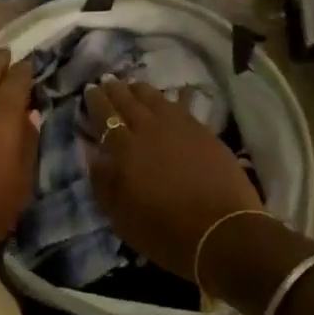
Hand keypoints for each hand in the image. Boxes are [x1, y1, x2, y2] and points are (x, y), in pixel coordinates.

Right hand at [83, 78, 262, 280]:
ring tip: (133, 86)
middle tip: (107, 81)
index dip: (96, 101)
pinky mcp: (203, 131)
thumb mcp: (122, 218)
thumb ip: (104, 183)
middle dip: (115, 89)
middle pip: (128, 101)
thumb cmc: (166, 233)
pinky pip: (181, 106)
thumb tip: (94, 155)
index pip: (106, 116)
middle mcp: (150, 130)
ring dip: (140, 90)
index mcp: (125, 150)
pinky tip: (169, 97)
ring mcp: (179, 127)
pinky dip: (170, 99)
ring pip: (155, 98)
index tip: (90, 90)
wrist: (223, 232)